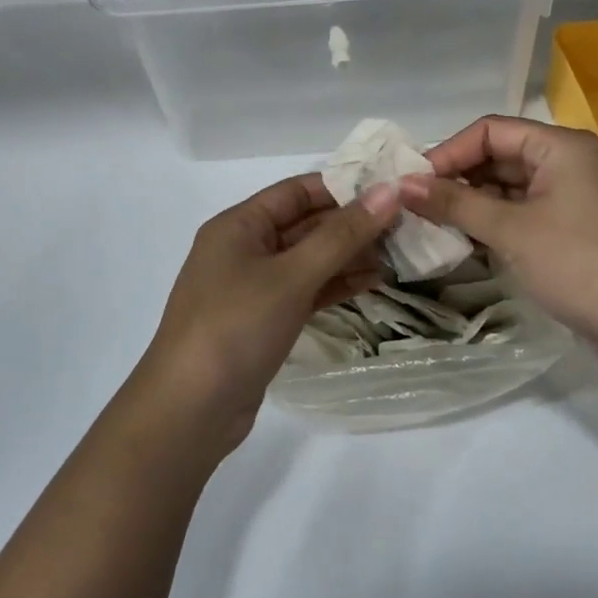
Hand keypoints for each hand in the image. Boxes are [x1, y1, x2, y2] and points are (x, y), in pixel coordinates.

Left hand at [128, 174, 399, 453]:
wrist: (190, 410)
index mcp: (239, 225)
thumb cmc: (236, 327)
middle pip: (305, 224)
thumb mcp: (291, 276)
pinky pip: (306, 290)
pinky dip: (336, 285)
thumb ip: (341, 235)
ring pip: (309, 259)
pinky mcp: (264, 320)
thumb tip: (389, 191)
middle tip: (406, 223)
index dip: (343, 187)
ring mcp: (254, 287)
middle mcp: (244, 249)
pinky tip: (373, 282)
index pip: (297, 191)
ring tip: (399, 253)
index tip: (391, 189)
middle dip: (352, 224)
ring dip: (349, 255)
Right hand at [399, 116, 597, 361]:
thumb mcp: (511, 230)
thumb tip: (403, 185)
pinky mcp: (570, 229)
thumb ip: (455, 203)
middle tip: (415, 207)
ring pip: (508, 188)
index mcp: (559, 146)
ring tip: (432, 226)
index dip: (448, 152)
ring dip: (472, 204)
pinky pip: (521, 213)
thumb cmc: (578, 263)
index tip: (413, 184)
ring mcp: (570, 198)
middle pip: (498, 157)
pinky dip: (493, 223)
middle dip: (457, 180)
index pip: (490, 131)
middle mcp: (566, 163)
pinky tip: (464, 243)